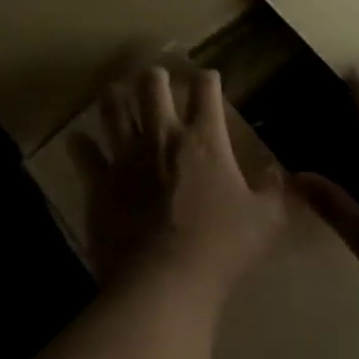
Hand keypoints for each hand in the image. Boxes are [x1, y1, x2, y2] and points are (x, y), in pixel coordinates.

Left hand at [70, 65, 290, 293]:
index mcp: (204, 140)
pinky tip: (79, 140)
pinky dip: (81, 144)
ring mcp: (125, 158)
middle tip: (156, 79)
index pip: (206, 90)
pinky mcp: (99, 183)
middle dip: (155, 76)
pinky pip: (84, 153)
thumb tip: (280, 172)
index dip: (208, 79)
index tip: (209, 80)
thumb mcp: (267, 220)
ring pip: (113, 109)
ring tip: (116, 92)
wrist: (163, 281)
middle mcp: (162, 137)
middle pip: (153, 87)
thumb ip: (276, 192)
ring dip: (115, 97)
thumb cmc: (221, 247)